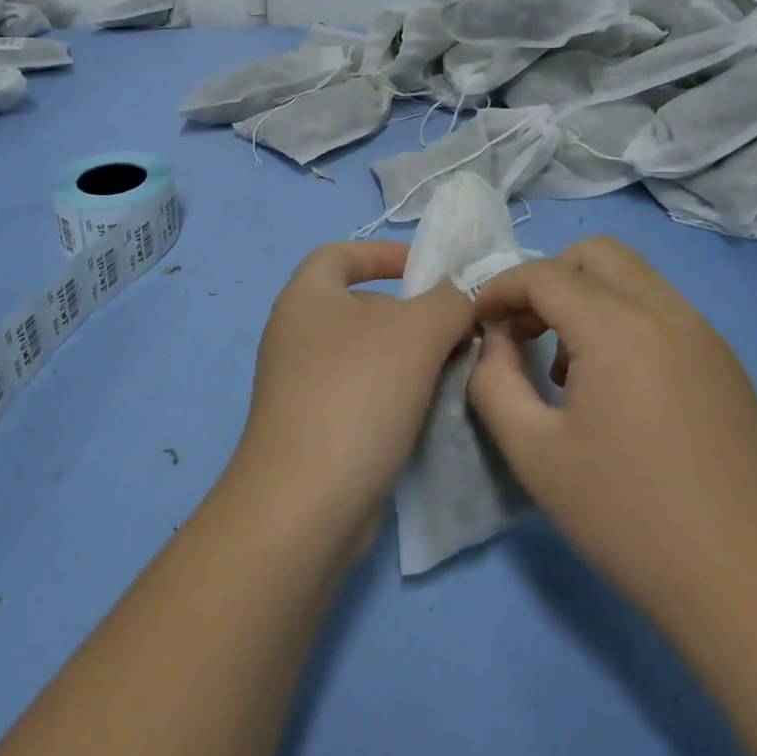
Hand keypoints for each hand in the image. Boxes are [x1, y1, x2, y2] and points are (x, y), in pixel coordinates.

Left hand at [229, 241, 476, 550]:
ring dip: (410, 358)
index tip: (427, 269)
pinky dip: (395, 394)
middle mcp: (296, 334)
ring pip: (367, 355)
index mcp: (306, 297)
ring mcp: (301, 385)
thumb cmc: (357, 394)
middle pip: (360, 306)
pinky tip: (429, 412)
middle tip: (456, 331)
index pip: (340, 253)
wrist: (306, 502)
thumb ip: (449, 301)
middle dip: (410, 313)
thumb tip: (460, 297)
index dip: (383, 253)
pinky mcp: (314, 428)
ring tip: (453, 371)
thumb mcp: (417, 332)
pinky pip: (362, 394)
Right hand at [468, 237, 756, 628]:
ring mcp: (704, 335)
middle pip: (596, 254)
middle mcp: (666, 312)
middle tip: (523, 329)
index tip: (477, 320)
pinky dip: (624, 320)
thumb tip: (495, 341)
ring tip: (566, 365)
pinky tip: (616, 388)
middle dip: (547, 278)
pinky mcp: (725, 363)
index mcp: (618, 328)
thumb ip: (494, 381)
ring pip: (633, 278)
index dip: (500, 288)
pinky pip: (662, 311)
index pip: (544, 275)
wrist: (741, 581)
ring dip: (587, 297)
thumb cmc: (625, 515)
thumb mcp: (532, 451)